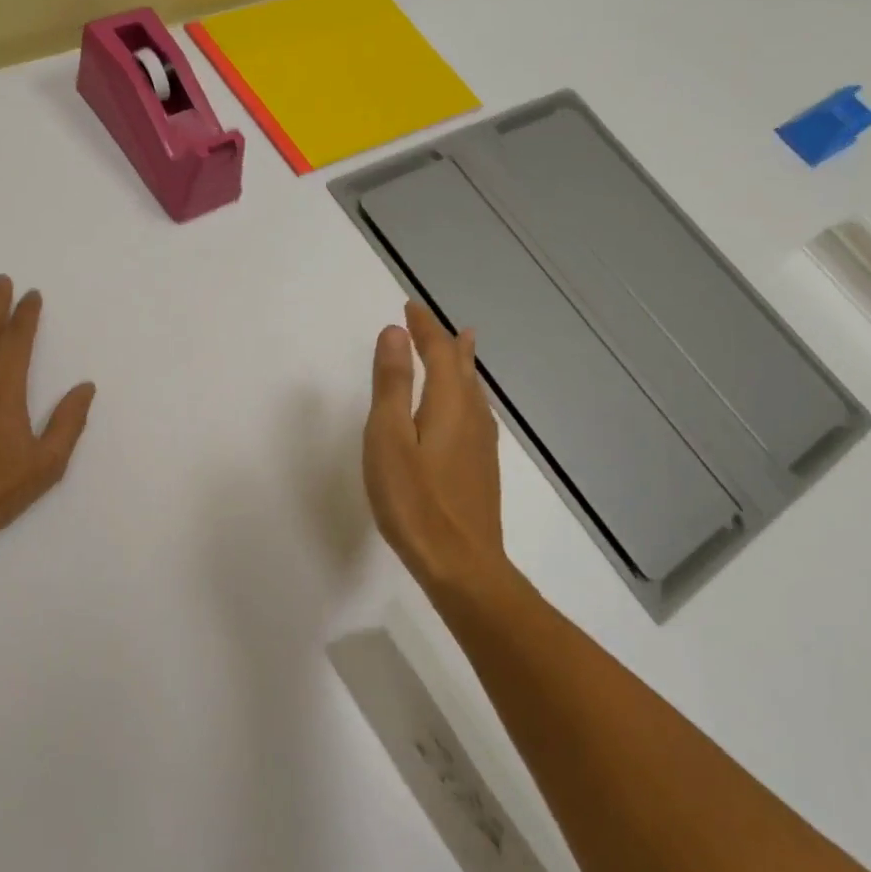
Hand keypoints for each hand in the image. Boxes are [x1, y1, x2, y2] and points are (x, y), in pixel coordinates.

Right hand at [363, 301, 508, 590]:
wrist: (461, 564)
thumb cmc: (415, 501)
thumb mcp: (389, 438)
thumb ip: (392, 384)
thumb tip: (395, 332)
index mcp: (449, 402)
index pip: (439, 351)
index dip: (425, 327)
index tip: (410, 307)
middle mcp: (472, 416)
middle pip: (463, 367)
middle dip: (446, 342)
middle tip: (434, 323)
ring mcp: (481, 444)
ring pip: (473, 391)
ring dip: (462, 365)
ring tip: (461, 348)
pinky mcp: (481, 468)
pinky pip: (474, 412)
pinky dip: (465, 393)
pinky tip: (464, 410)